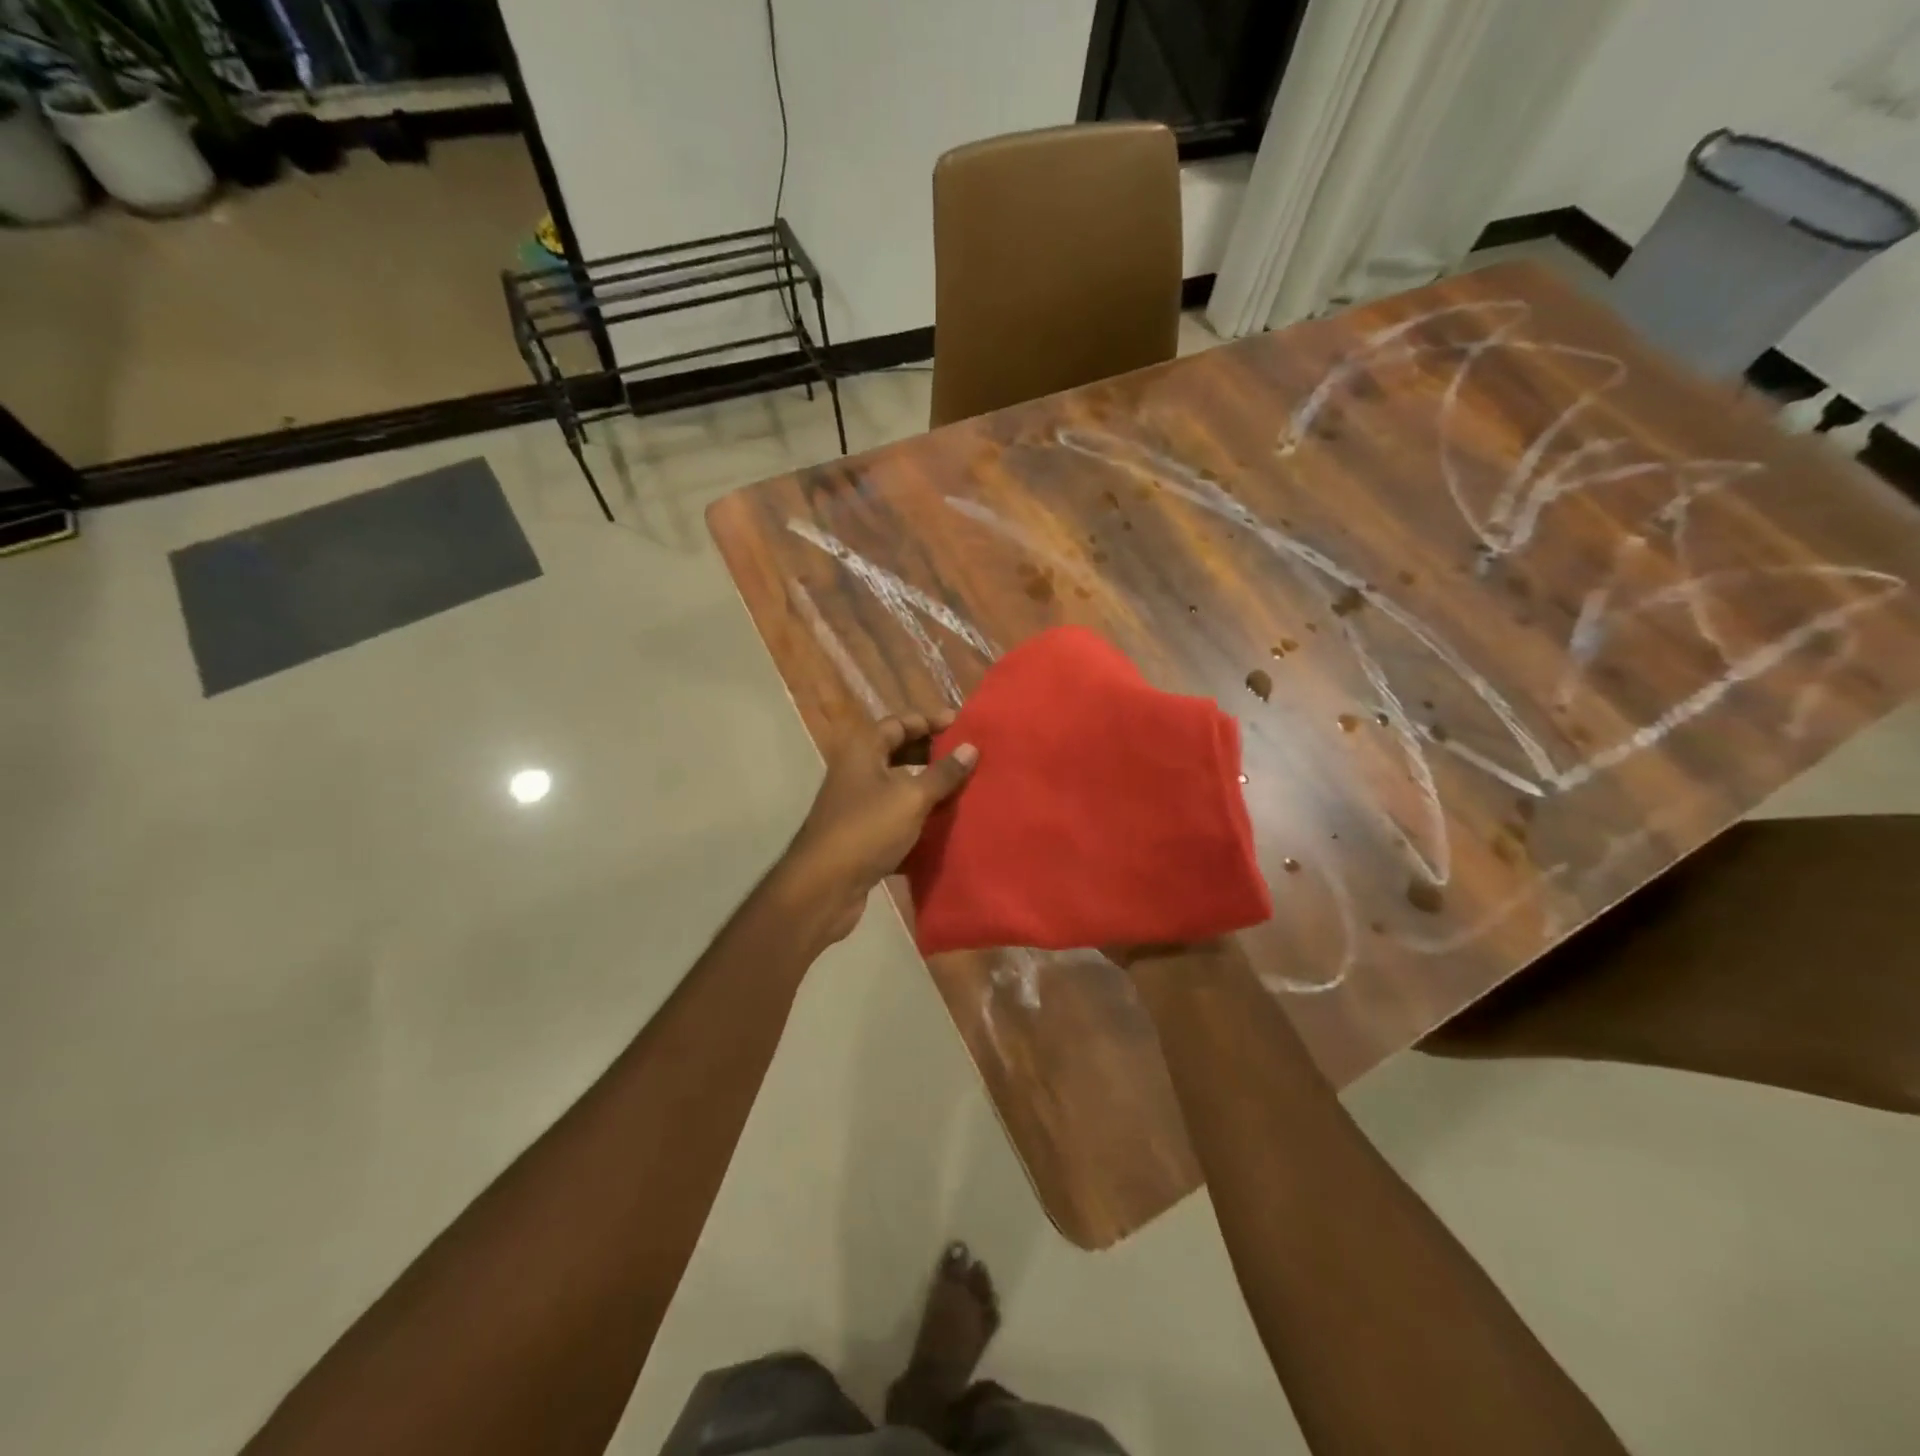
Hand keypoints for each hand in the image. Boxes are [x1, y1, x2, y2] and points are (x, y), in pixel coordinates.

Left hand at [780, 712, 978, 945]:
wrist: (824, 886)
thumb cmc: (867, 829)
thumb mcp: (912, 798)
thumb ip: (943, 773)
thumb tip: (970, 747)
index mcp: (863, 750)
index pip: (899, 723)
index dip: (930, 721)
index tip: (962, 726)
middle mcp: (856, 771)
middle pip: (897, 752)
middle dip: (931, 753)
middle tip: (965, 758)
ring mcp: (856, 804)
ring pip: (897, 786)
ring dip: (926, 786)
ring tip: (961, 789)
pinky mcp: (860, 834)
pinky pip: (893, 816)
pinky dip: (916, 817)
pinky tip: (942, 825)